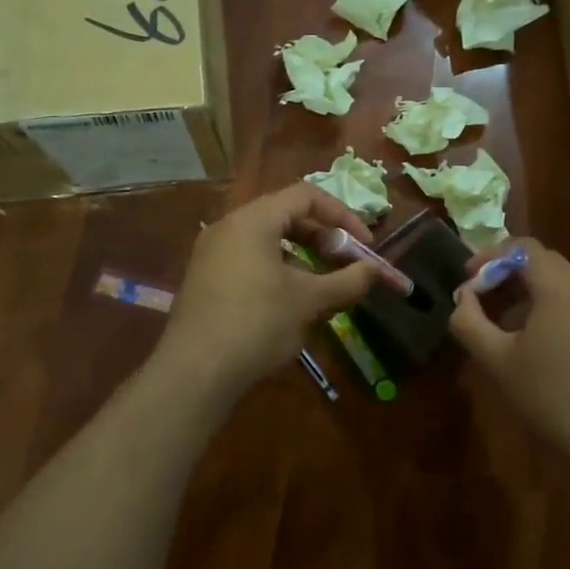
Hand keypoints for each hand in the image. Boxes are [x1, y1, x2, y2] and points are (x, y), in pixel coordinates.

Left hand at [159, 183, 381, 398]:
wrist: (195, 372)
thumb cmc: (257, 324)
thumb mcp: (309, 301)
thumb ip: (346, 281)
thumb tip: (374, 271)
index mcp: (253, 220)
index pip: (306, 196)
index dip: (342, 215)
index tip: (365, 244)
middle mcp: (228, 227)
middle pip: (286, 216)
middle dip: (323, 238)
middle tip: (346, 264)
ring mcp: (212, 254)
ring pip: (268, 242)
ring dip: (302, 258)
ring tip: (324, 288)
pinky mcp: (206, 280)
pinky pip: (249, 261)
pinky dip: (278, 272)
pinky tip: (291, 305)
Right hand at [449, 238, 569, 468]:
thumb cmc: (553, 398)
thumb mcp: (498, 361)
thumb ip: (469, 322)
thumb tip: (462, 297)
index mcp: (561, 284)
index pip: (521, 247)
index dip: (489, 257)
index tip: (467, 280)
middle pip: (542, 262)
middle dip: (507, 275)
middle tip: (480, 301)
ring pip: (562, 283)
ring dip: (529, 292)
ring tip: (505, 323)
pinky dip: (553, 307)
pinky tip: (540, 341)